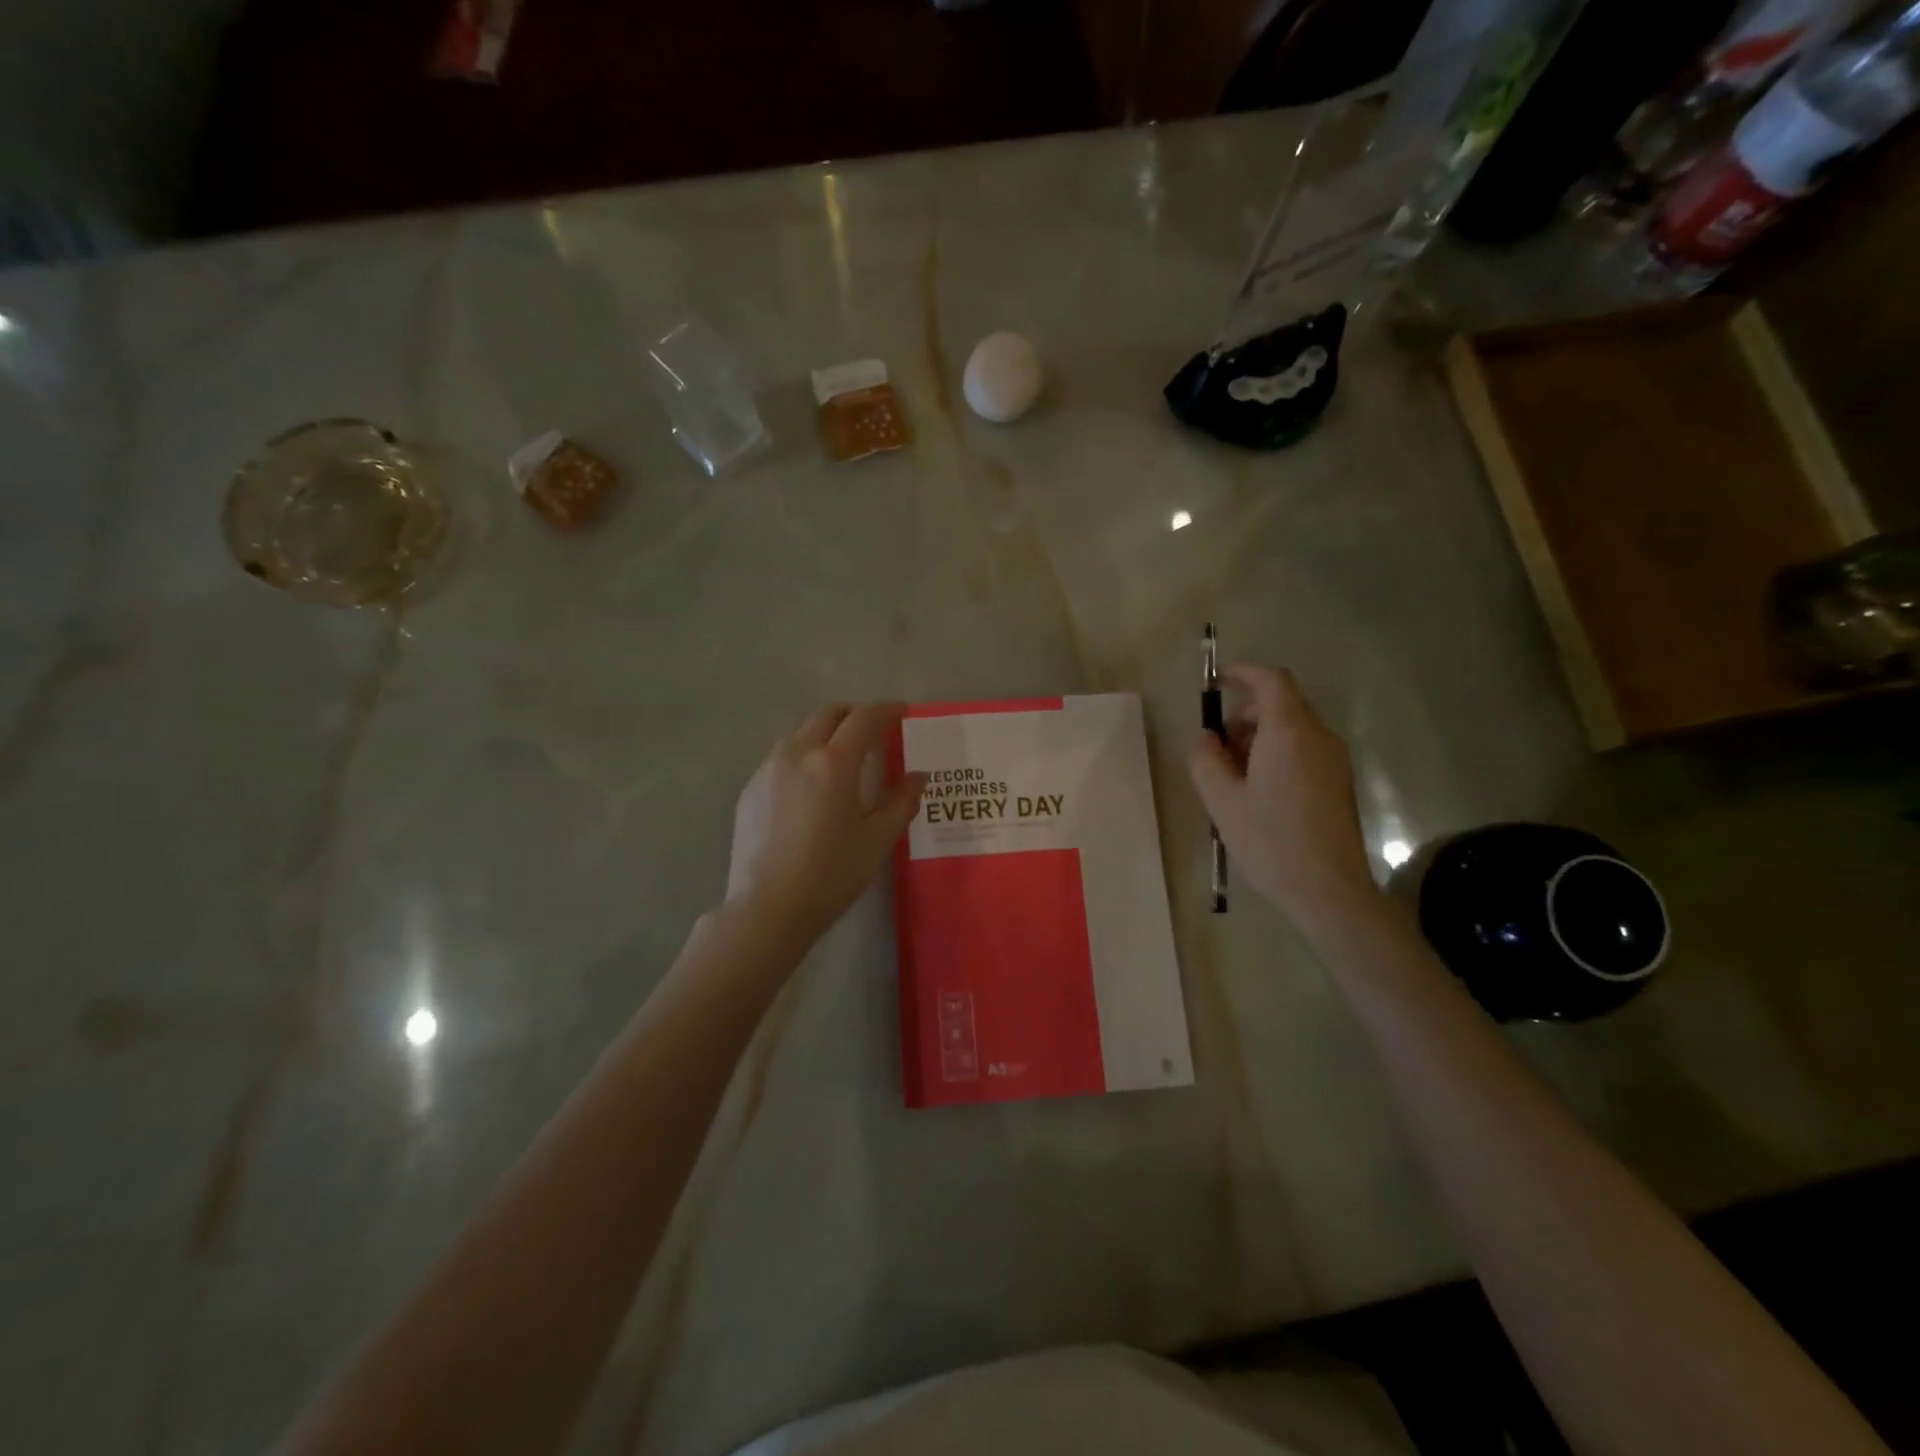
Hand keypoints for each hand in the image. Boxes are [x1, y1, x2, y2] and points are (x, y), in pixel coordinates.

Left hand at [726, 702, 928, 946]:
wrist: (767, 908)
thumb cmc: (831, 875)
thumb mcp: (877, 840)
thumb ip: (901, 802)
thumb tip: (918, 777)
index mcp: (833, 763)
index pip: (864, 719)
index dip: (886, 710)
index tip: (901, 711)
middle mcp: (797, 754)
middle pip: (828, 713)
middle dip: (854, 714)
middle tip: (873, 730)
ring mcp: (768, 769)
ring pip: (800, 730)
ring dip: (825, 730)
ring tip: (841, 755)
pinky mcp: (750, 788)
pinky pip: (781, 755)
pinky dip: (803, 753)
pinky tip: (810, 784)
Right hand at [1187, 663, 1377, 926]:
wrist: (1329, 891)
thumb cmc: (1270, 841)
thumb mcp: (1221, 800)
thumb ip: (1205, 759)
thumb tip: (1206, 738)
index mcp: (1290, 733)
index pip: (1271, 680)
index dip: (1242, 673)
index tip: (1216, 682)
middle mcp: (1319, 737)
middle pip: (1280, 704)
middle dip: (1244, 714)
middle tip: (1216, 749)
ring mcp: (1334, 760)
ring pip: (1292, 729)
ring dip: (1258, 737)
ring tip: (1233, 777)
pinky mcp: (1339, 782)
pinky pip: (1303, 750)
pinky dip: (1276, 754)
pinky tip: (1258, 793)